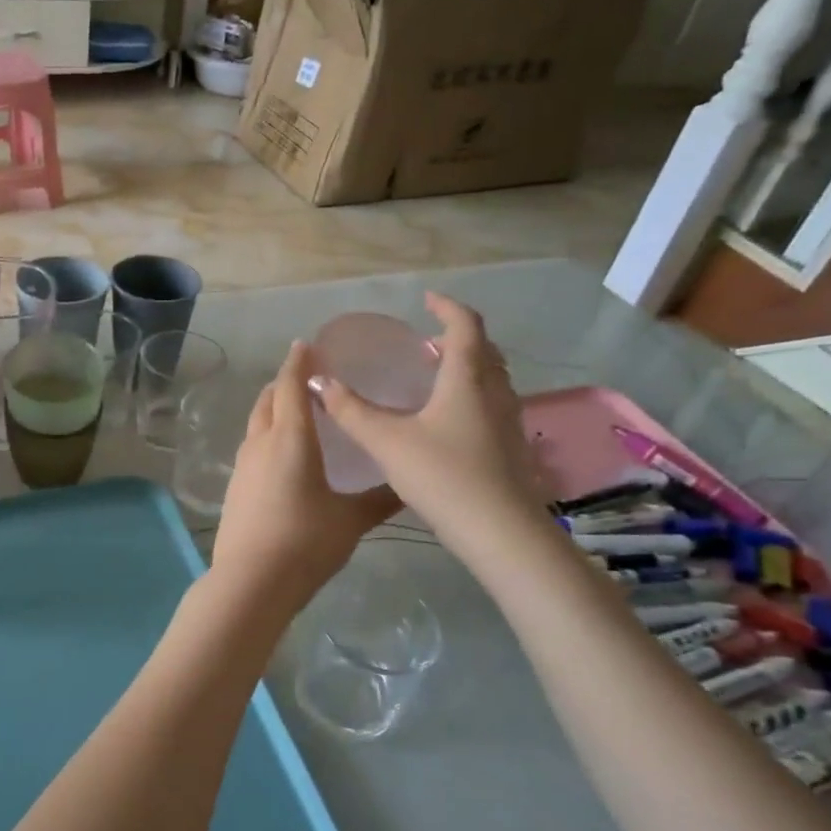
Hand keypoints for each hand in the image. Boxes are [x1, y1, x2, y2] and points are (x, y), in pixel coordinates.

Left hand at [209, 342, 401, 620]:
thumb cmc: (305, 542)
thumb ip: (380, 499)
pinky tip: (282, 454)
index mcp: (291, 439)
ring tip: (295, 411)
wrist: (251, 581)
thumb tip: (410, 486)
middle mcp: (262, 443)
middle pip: (267, 399)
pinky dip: (266, 435)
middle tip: (307, 378)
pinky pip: (251, 446)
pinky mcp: (235, 486)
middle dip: (284, 382)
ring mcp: (243, 465)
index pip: (290, 386)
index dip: (298, 363)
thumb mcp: (351, 520)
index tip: (307, 345)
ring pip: (256, 422)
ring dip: (272, 408)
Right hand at [310, 293, 542, 537]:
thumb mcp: (387, 441)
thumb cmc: (443, 475)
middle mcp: (495, 392)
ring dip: (467, 366)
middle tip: (428, 340)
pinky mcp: (510, 447)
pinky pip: (492, 403)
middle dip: (457, 336)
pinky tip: (448, 420)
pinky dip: (472, 394)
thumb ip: (351, 410)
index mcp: (467, 378)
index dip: (447, 307)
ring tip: (437, 374)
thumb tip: (319, 380)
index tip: (427, 299)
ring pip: (492, 378)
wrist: (499, 531)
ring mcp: (508, 420)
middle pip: (484, 349)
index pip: (465, 325)